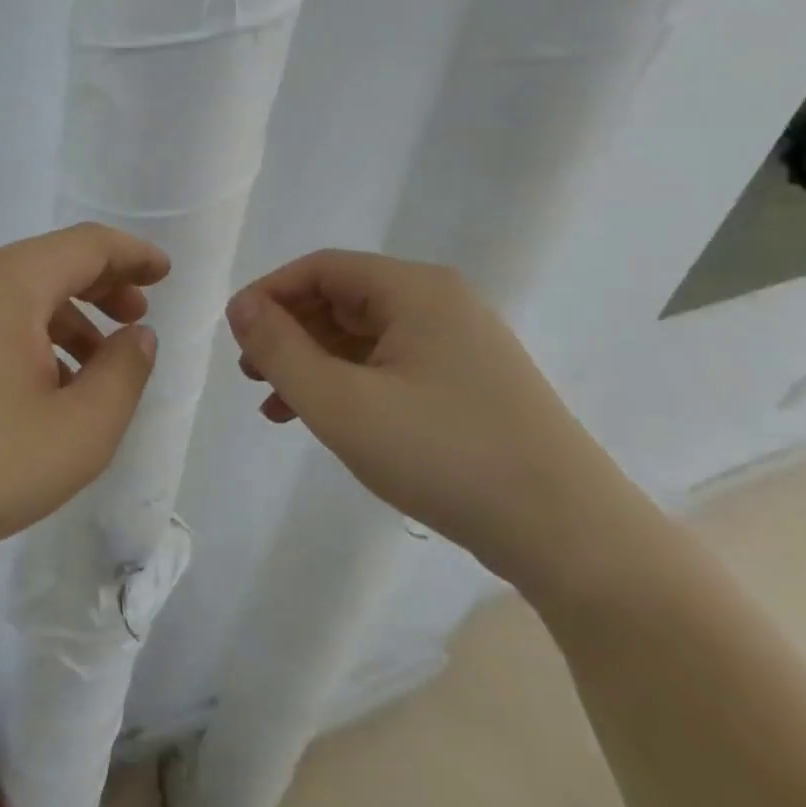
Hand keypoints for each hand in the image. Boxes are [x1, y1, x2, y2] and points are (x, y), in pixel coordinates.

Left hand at [0, 223, 167, 570]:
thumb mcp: (80, 429)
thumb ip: (123, 373)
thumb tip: (136, 335)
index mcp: (9, 283)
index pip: (85, 245)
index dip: (131, 254)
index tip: (164, 275)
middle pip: (51, 262)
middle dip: (102, 284)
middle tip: (136, 318)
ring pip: (21, 293)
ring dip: (68, 316)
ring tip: (96, 367)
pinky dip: (32, 335)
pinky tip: (45, 385)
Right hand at [225, 250, 641, 594]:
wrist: (571, 537)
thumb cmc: (444, 457)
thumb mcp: (341, 404)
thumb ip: (280, 350)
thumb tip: (241, 307)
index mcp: (414, 290)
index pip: (320, 269)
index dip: (268, 295)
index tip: (234, 335)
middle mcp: (440, 303)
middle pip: (341, 299)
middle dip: (288, 333)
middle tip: (251, 376)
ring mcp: (460, 344)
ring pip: (363, 337)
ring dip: (313, 364)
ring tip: (275, 406)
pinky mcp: (469, 383)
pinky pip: (390, 366)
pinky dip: (349, 384)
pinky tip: (326, 420)